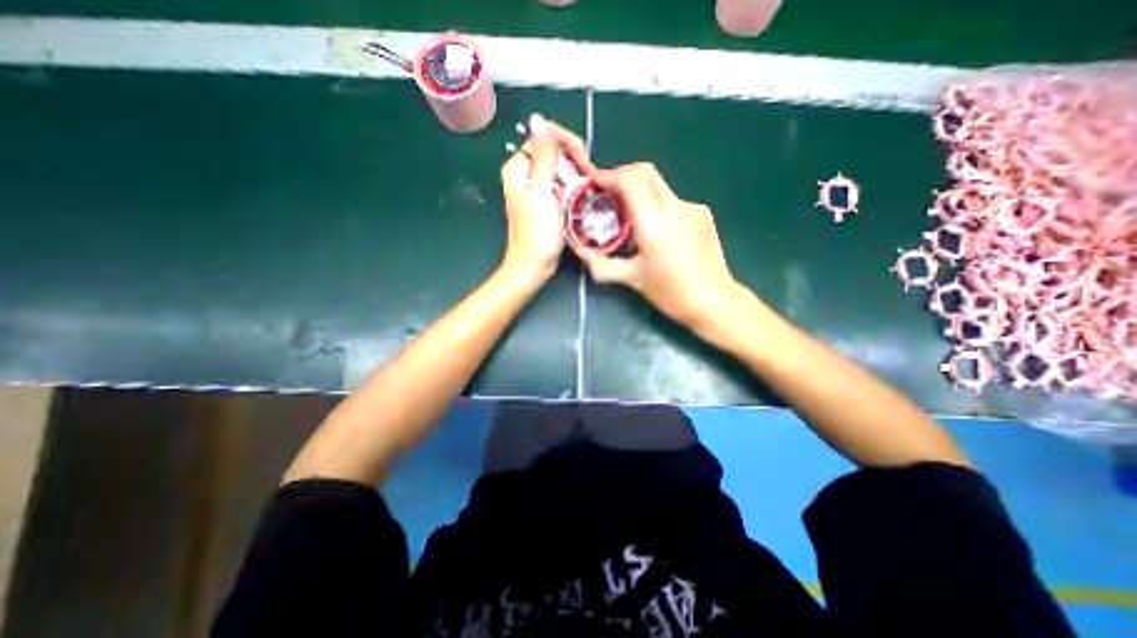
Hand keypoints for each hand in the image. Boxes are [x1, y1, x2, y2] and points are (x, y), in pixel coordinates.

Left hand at [504, 114, 594, 288]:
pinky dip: (572, 186)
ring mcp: (534, 189)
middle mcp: (524, 174)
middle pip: (552, 151)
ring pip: (559, 168)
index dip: (566, 143)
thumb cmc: (537, 232)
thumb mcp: (542, 191)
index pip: (544, 137)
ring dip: (576, 173)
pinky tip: (583, 195)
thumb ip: (543, 155)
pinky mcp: (543, 202)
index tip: (584, 162)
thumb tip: (538, 119)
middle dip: (574, 159)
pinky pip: (559, 185)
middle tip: (590, 176)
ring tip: (590, 185)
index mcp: (518, 167)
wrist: (533, 265)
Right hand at [578, 162, 746, 332]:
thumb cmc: (671, 293)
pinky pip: (673, 201)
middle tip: (608, 193)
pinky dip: (657, 207)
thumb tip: (581, 252)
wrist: (714, 301)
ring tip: (629, 218)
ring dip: (639, 193)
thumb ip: (602, 264)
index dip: (609, 175)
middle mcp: (675, 207)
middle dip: (622, 176)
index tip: (594, 183)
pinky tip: (657, 231)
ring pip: (659, 186)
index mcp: (654, 224)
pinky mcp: (702, 213)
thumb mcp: (632, 279)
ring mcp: (692, 208)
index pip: (631, 179)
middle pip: (646, 172)